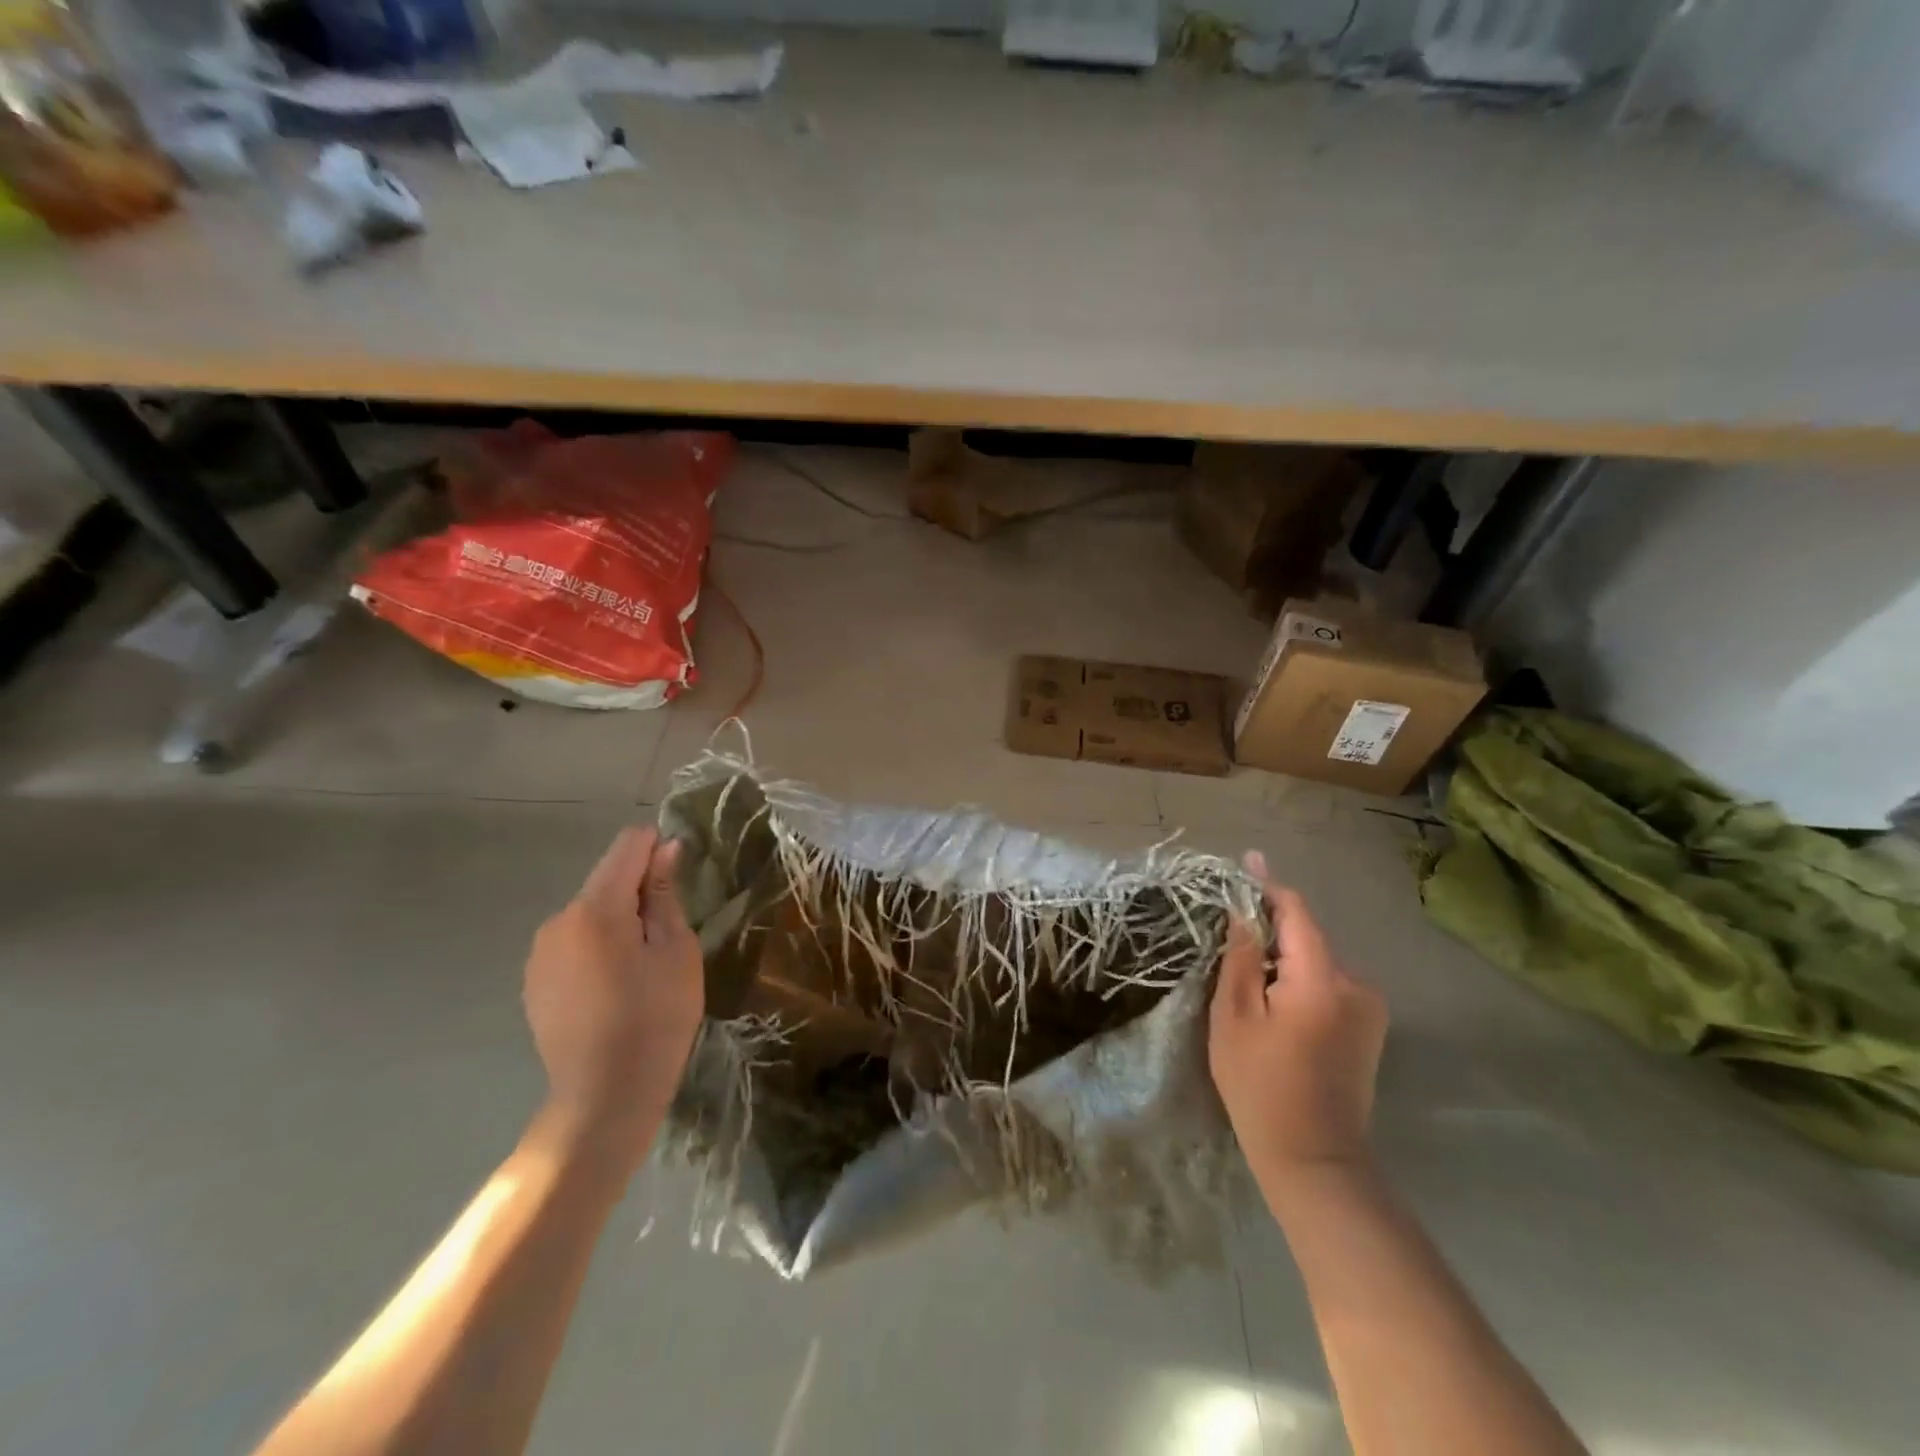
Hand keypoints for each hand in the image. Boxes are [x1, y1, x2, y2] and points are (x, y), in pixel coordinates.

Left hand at [524, 827, 702, 1165]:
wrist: (604, 1097)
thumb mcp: (676, 951)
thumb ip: (665, 894)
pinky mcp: (535, 980)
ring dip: (617, 920)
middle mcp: (558, 920)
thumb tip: (665, 849)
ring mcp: (540, 952)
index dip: (657, 849)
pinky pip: (573, 942)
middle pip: (606, 880)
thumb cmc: (655, 1018)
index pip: (627, 846)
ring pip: (589, 912)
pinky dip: (596, 947)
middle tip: (667, 936)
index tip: (679, 879)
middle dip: (638, 891)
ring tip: (641, 967)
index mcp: (596, 908)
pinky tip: (613, 987)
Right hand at [1210, 852, 1387, 1181]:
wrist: (1315, 1160)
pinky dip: (1300, 980)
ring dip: (1285, 958)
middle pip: (1307, 937)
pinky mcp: (1370, 1028)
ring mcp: (1370, 1009)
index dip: (1269, 886)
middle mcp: (1356, 984)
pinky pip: (1328, 984)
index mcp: (1321, 980)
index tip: (1247, 861)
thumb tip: (1243, 911)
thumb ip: (1241, 958)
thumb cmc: (1261, 1086)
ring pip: (1316, 961)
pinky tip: (1276, 1005)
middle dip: (1271, 930)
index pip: (1297, 913)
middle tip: (1230, 938)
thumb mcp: (1234, 1017)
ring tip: (1248, 980)